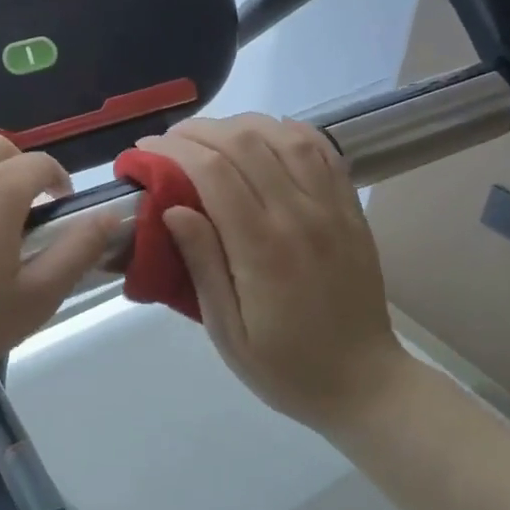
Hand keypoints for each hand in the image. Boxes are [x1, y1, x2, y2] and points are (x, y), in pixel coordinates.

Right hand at [137, 114, 409, 431]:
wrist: (365, 384)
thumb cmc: (285, 367)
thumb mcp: (228, 332)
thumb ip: (202, 265)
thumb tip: (172, 208)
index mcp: (264, 249)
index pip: (213, 172)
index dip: (173, 150)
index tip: (144, 152)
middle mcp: (300, 216)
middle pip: (245, 143)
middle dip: (198, 131)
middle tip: (169, 142)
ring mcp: (332, 208)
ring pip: (284, 135)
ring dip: (240, 125)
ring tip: (211, 137)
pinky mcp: (350, 209)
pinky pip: (321, 150)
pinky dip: (287, 131)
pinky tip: (264, 137)